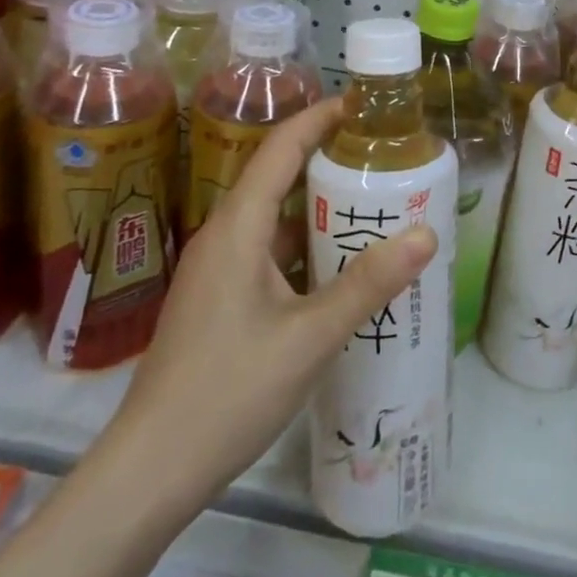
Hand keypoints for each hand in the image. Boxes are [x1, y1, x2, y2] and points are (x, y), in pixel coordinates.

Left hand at [108, 98, 437, 510]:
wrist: (150, 471)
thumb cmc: (228, 392)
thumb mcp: (310, 337)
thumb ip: (368, 284)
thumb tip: (426, 234)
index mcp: (238, 227)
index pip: (281, 147)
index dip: (321, 117)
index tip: (366, 105)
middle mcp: (224, 235)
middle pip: (279, 176)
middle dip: (330, 159)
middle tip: (386, 157)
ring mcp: (218, 269)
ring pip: (275, 218)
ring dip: (321, 206)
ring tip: (376, 203)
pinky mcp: (220, 299)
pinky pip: (269, 251)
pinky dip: (307, 245)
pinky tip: (341, 267)